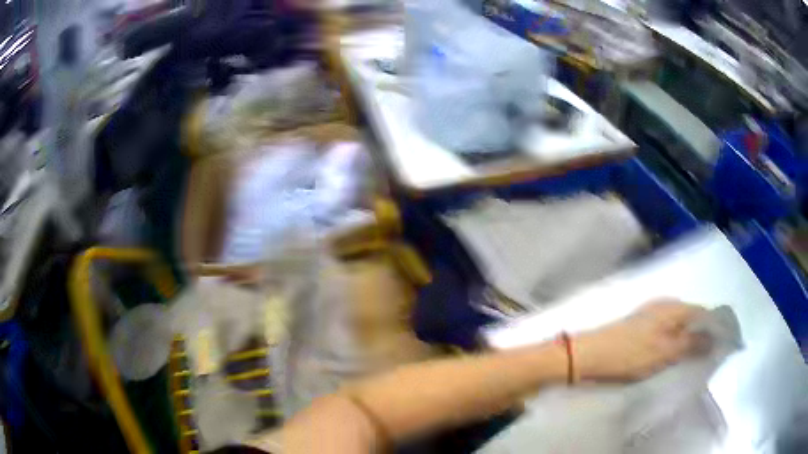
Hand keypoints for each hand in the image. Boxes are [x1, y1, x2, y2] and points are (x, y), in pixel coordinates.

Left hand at [573, 299, 708, 381]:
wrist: (590, 355)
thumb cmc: (630, 354)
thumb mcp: (665, 352)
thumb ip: (692, 344)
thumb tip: (715, 338)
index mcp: (674, 307)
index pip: (703, 313)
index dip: (713, 329)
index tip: (720, 348)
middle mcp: (665, 305)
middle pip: (692, 319)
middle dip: (701, 336)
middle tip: (705, 358)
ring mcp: (651, 314)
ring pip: (679, 326)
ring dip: (686, 341)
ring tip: (691, 361)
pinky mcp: (641, 326)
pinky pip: (665, 332)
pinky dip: (672, 343)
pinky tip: (671, 357)